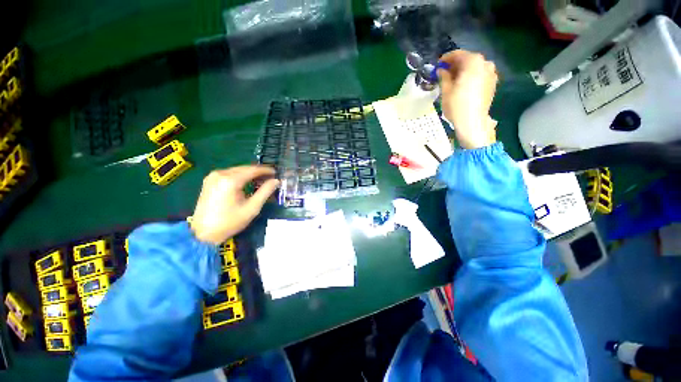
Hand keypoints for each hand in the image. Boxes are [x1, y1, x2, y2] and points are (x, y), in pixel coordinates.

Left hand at [191, 166, 279, 244]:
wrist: (203, 233)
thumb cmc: (230, 222)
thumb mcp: (252, 208)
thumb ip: (265, 192)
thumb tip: (276, 181)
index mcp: (230, 180)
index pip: (253, 170)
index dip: (266, 170)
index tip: (276, 173)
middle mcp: (220, 174)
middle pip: (244, 168)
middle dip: (258, 172)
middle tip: (270, 178)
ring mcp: (213, 176)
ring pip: (237, 170)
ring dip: (250, 174)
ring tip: (261, 181)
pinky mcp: (209, 181)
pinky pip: (229, 174)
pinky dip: (240, 176)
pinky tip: (247, 183)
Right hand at [438, 50, 498, 148]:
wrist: (472, 122)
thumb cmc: (457, 105)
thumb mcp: (446, 90)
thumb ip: (443, 76)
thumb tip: (441, 70)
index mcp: (473, 62)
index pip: (457, 54)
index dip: (445, 59)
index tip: (437, 65)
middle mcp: (485, 63)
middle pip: (467, 60)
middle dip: (455, 65)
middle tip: (444, 74)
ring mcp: (491, 73)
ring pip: (474, 68)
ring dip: (463, 72)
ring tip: (453, 81)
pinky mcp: (493, 83)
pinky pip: (480, 75)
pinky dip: (471, 77)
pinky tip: (463, 86)